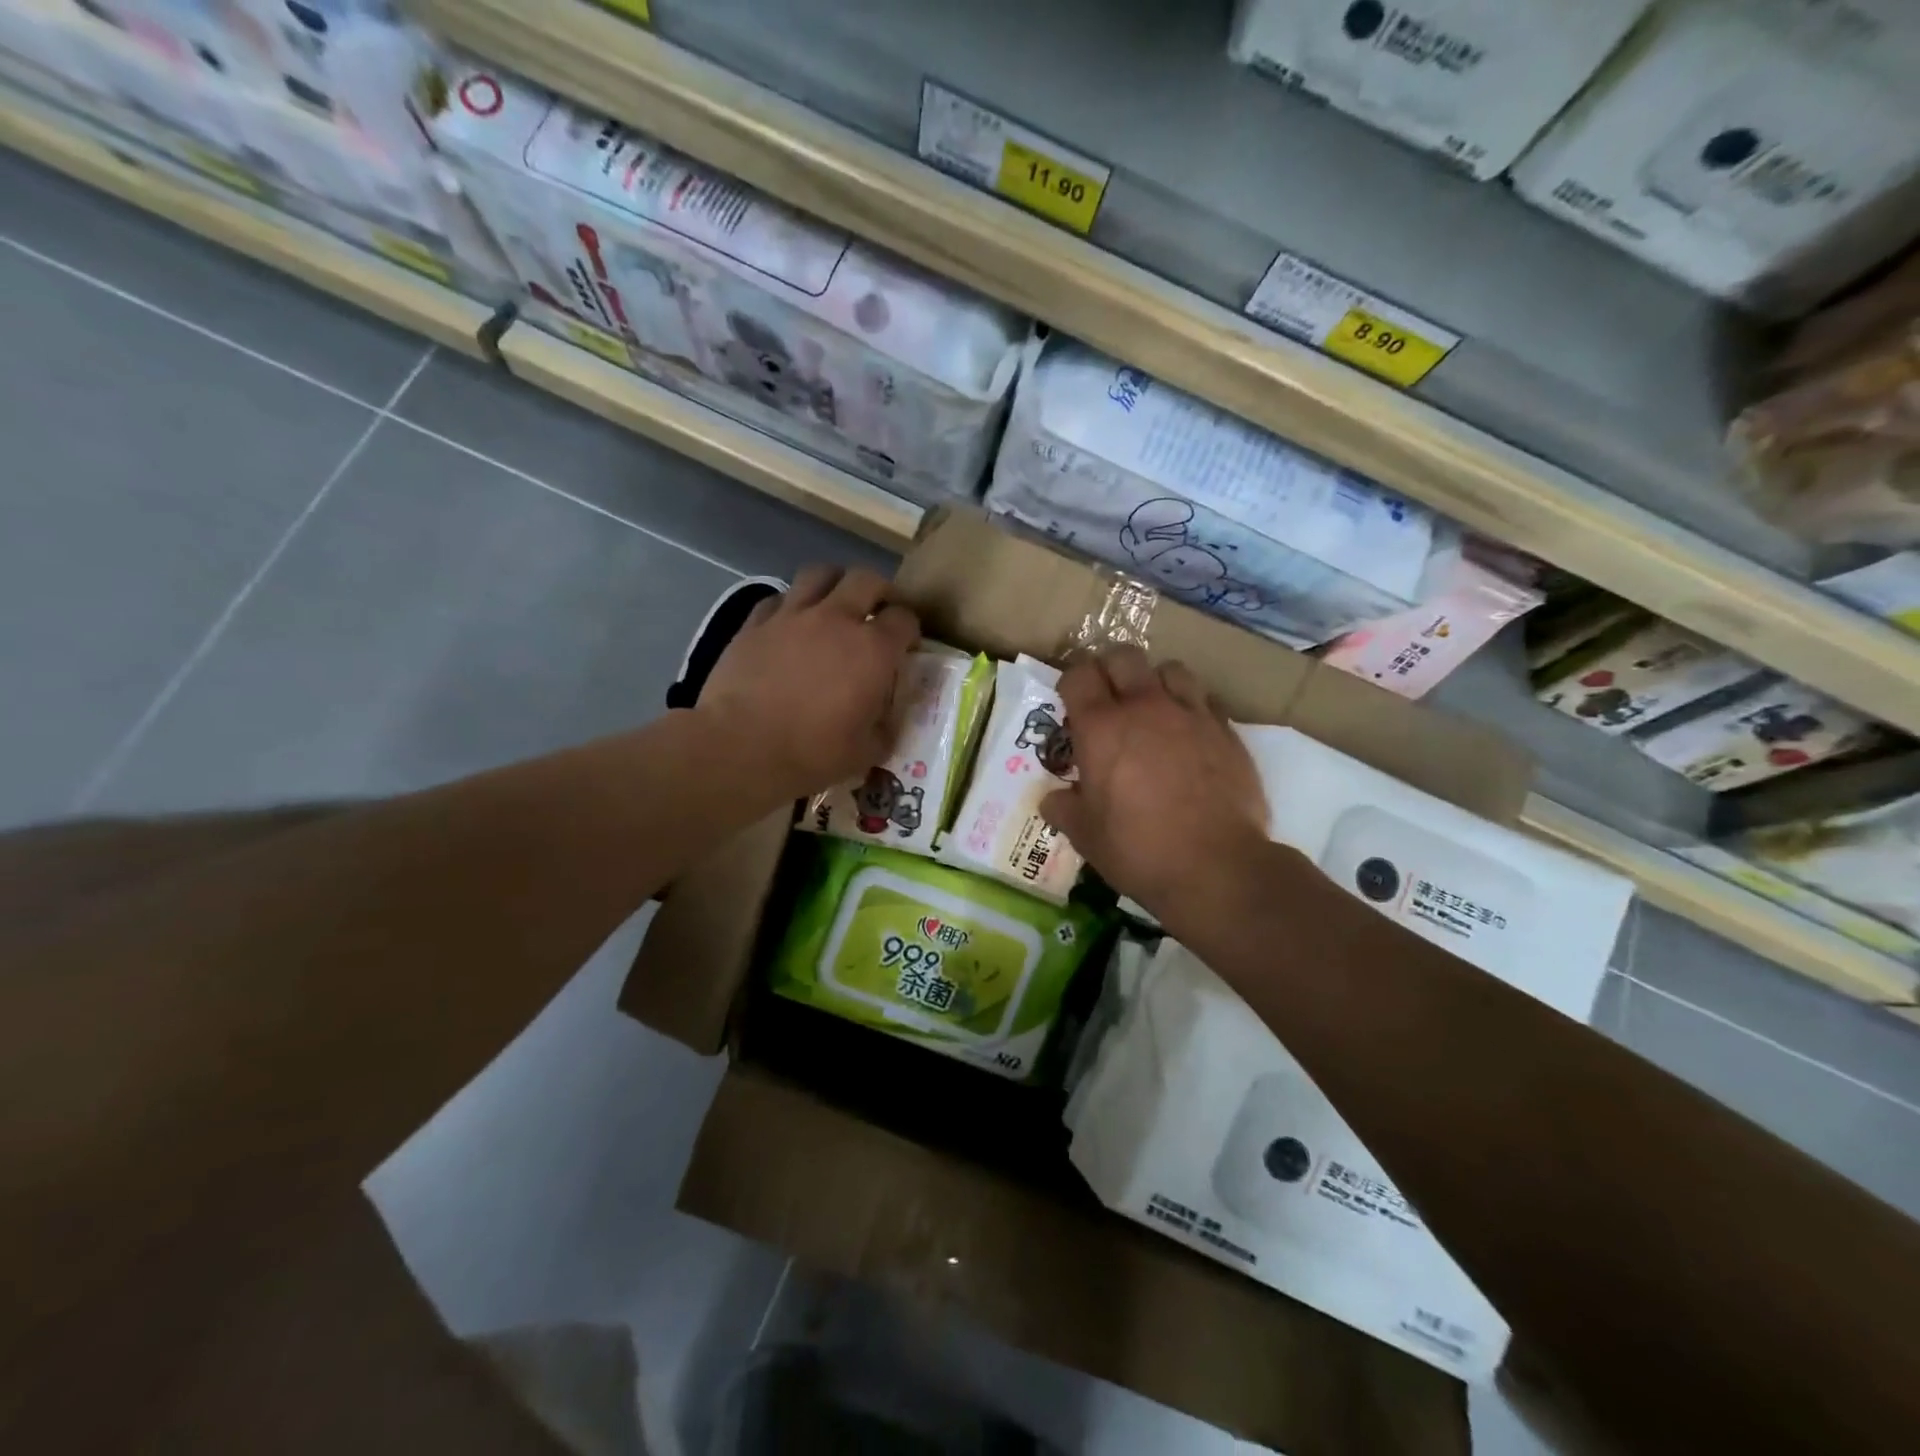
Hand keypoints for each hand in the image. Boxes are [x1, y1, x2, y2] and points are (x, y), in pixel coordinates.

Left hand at [697, 565, 920, 800]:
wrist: (741, 748)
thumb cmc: (812, 754)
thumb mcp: (866, 753)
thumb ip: (885, 728)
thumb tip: (886, 718)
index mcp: (873, 650)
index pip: (905, 619)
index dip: (910, 630)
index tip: (907, 646)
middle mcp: (837, 620)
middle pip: (867, 580)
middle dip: (879, 592)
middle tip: (878, 612)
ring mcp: (792, 616)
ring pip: (820, 573)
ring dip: (835, 584)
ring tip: (835, 604)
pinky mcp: (755, 623)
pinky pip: (779, 597)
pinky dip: (791, 604)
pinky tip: (790, 624)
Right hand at [1042, 647, 1268, 913]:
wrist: (1216, 866)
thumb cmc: (1138, 849)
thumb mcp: (1085, 835)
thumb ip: (1063, 808)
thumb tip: (1054, 799)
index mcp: (1101, 728)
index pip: (1078, 675)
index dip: (1070, 682)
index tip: (1070, 701)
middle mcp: (1144, 707)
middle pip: (1123, 656)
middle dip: (1109, 668)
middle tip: (1107, 696)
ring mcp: (1190, 714)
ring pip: (1170, 669)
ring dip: (1155, 681)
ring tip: (1153, 708)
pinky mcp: (1226, 730)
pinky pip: (1205, 699)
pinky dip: (1191, 707)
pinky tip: (1189, 733)